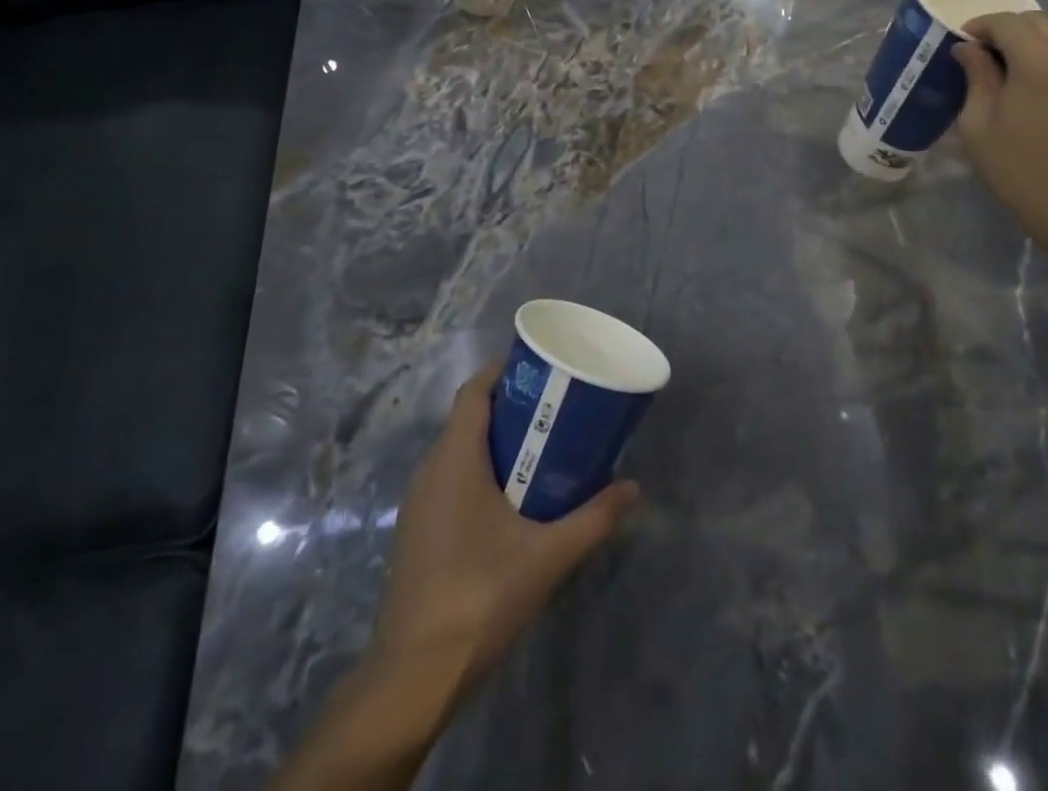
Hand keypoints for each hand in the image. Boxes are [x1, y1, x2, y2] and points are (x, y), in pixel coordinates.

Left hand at [277, 364, 638, 790]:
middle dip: (512, 406)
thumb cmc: (480, 597)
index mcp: (455, 459)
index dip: (505, 371)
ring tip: (543, 448)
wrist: (413, 677)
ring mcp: (419, 503)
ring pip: (459, 450)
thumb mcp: (548, 555)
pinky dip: (482, 470)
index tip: (543, 370)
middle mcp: (431, 470)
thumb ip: (594, 517)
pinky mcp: (418, 531)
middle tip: (557, 409)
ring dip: (498, 441)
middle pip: (469, 417)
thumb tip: (634, 487)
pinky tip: (513, 500)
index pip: (474, 391)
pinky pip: (451, 479)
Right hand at [953, 11, 1047, 242]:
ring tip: (999, 69)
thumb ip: (976, 75)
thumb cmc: (1015, 165)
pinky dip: (1042, 58)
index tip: (959, 43)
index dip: (979, 26)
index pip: (1006, 22)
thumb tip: (968, 49)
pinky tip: (1025, 85)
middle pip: (1035, 22)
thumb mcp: (978, 121)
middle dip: (1003, 29)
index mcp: (1039, 62)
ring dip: (1024, 43)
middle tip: (978, 53)